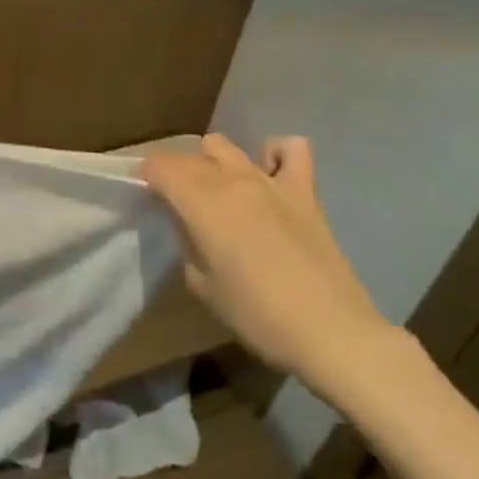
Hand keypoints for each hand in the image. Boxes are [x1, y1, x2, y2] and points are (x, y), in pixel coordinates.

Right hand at [139, 135, 391, 397]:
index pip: (159, 166)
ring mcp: (270, 181)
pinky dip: (275, 154)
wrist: (331, 332)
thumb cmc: (256, 314)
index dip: (147, 177)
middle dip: (174, 172)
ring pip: (226, 147)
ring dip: (212, 161)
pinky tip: (269, 173)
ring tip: (215, 188)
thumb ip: (186, 242)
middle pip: (189, 157)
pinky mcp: (304, 191)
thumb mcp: (200, 284)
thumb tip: (186, 222)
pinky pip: (290, 150)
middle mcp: (231, 180)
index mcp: (200, 201)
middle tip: (176, 202)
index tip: (148, 198)